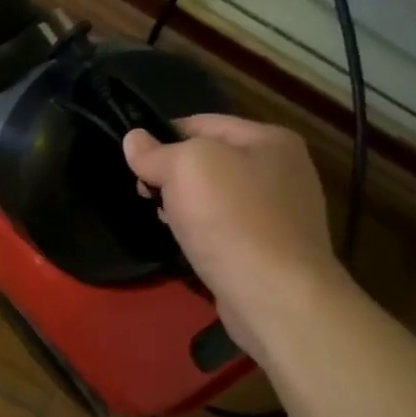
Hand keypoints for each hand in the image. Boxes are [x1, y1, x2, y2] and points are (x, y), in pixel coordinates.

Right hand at [122, 115, 347, 362]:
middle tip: (144, 194)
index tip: (133, 162)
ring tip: (162, 219)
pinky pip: (226, 224)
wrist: (274, 293)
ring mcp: (281, 209)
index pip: (201, 123)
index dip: (161, 137)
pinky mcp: (272, 245)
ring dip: (183, 202)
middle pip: (208, 158)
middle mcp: (282, 168)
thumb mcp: (185, 168)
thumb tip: (134, 139)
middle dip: (170, 173)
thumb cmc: (230, 219)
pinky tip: (187, 241)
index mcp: (269, 139)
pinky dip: (201, 228)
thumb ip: (156, 151)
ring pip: (215, 193)